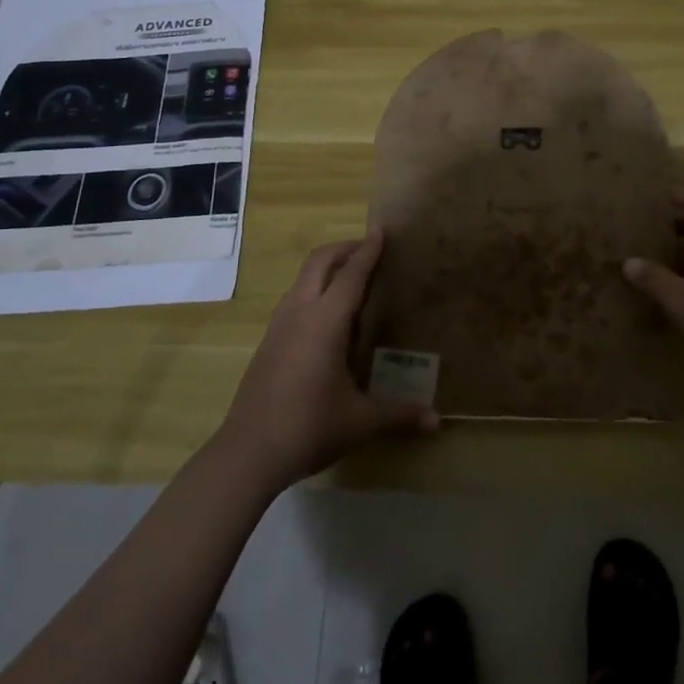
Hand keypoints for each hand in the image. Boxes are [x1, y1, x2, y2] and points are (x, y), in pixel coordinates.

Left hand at [218, 231, 438, 489]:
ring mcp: (278, 328)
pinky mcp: (267, 344)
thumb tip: (436, 420)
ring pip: (302, 280)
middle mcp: (299, 314)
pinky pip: (293, 301)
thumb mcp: (360, 421)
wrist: (247, 454)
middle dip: (344, 249)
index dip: (368, 251)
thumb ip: (399, 414)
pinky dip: (313, 291)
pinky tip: (326, 319)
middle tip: (369, 250)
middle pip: (319, 263)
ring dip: (326, 269)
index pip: (351, 275)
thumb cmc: (309, 427)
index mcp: (325, 322)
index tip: (380, 230)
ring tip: (350, 279)